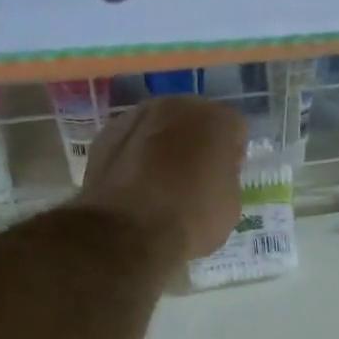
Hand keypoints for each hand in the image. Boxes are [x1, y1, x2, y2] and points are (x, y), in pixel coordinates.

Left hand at [77, 95, 246, 262]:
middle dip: (196, 142)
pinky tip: (135, 186)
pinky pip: (131, 142)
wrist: (127, 232)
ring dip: (163, 146)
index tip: (225, 177)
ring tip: (161, 183)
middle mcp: (175, 106)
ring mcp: (135, 116)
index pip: (234, 128)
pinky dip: (135, 157)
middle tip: (194, 177)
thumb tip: (212, 172)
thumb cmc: (191, 218)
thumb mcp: (231, 204)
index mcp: (214, 119)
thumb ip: (226, 175)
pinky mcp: (104, 135)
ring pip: (158, 127)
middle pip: (194, 120)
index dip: (232, 154)